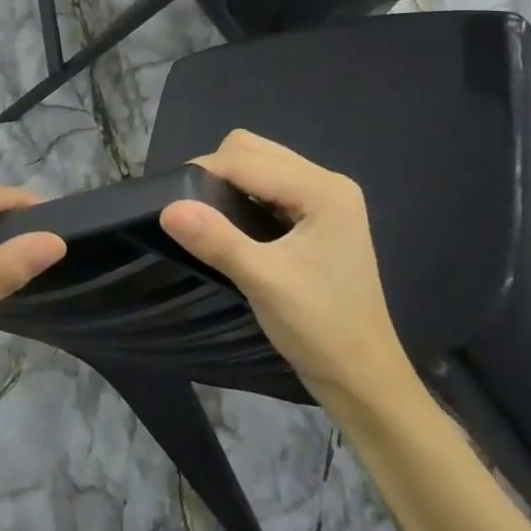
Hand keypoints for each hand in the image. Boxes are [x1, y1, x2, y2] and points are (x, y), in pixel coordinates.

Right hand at [159, 131, 414, 412]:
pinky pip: (271, 187)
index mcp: (322, 189)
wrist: (363, 379)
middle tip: (193, 212)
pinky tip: (233, 226)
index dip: (205, 174)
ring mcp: (326, 199)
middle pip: (254, 151)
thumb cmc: (319, 328)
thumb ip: (216, 240)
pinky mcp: (319, 218)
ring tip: (208, 219)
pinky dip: (246, 197)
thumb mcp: (263, 282)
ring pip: (261, 165)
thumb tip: (167, 207)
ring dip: (231, 184)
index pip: (247, 159)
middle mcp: (327, 182)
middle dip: (217, 172)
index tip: (171, 202)